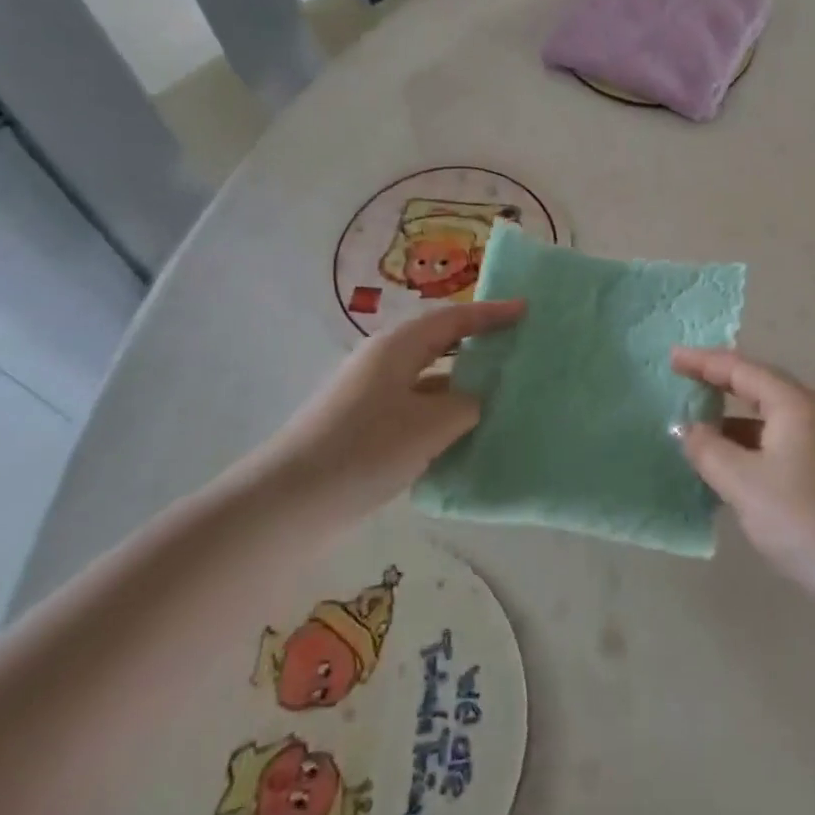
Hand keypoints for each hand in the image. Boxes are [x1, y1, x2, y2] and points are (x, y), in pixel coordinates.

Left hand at [265, 300, 523, 519]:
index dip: (491, 314)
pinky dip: (442, 414)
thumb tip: (477, 401)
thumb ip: (465, 405)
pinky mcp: (364, 428)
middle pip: (440, 343)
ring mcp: (371, 396)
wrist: (288, 505)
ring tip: (500, 396)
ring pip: (428, 379)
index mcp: (398, 347)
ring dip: (461, 385)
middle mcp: (384, 362)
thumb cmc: (364, 449)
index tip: (526, 310)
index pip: (454, 319)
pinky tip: (462, 437)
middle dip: (477, 344)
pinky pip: (416, 408)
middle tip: (516, 349)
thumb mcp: (429, 425)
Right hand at [672, 347, 814, 604]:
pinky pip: (788, 440)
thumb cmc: (805, 520)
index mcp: (795, 402)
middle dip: (721, 386)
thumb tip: (686, 428)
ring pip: (775, 417)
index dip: (703, 362)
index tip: (671, 358)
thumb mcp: (744, 484)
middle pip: (760, 386)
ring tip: (704, 433)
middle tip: (686, 386)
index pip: (740, 368)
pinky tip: (740, 467)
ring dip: (738, 421)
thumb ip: (708, 449)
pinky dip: (758, 444)